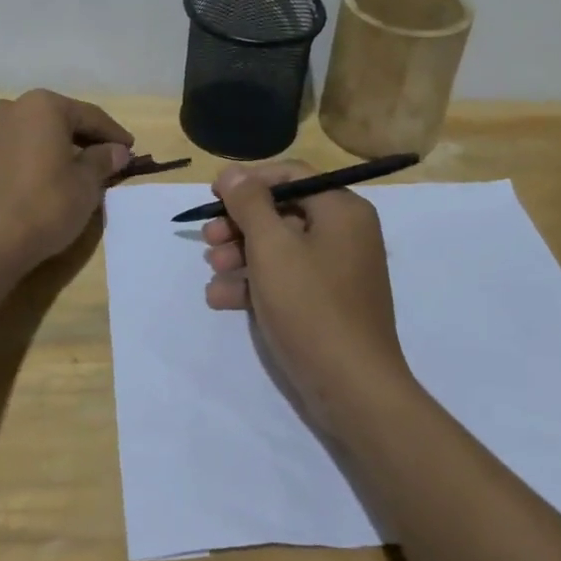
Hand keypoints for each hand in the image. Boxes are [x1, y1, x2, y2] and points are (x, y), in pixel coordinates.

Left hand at [0, 89, 132, 271]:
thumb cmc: (43, 207)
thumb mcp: (85, 186)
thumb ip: (102, 161)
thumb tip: (116, 150)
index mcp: (42, 106)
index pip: (88, 115)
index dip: (113, 134)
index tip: (129, 149)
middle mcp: (7, 108)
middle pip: (53, 121)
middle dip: (77, 139)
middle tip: (100, 160)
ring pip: (24, 136)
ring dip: (45, 149)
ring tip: (62, 174)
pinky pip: (2, 155)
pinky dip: (20, 164)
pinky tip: (28, 186)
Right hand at [202, 162, 413, 432]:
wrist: (352, 389)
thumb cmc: (311, 306)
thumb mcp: (272, 247)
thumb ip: (250, 203)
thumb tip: (233, 171)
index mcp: (342, 210)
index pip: (292, 175)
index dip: (250, 181)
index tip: (215, 196)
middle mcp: (344, 233)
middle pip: (283, 212)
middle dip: (240, 224)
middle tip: (208, 238)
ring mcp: (337, 270)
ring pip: (280, 247)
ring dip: (241, 255)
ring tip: (212, 270)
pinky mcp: (326, 303)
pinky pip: (287, 279)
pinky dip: (256, 283)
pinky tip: (221, 298)